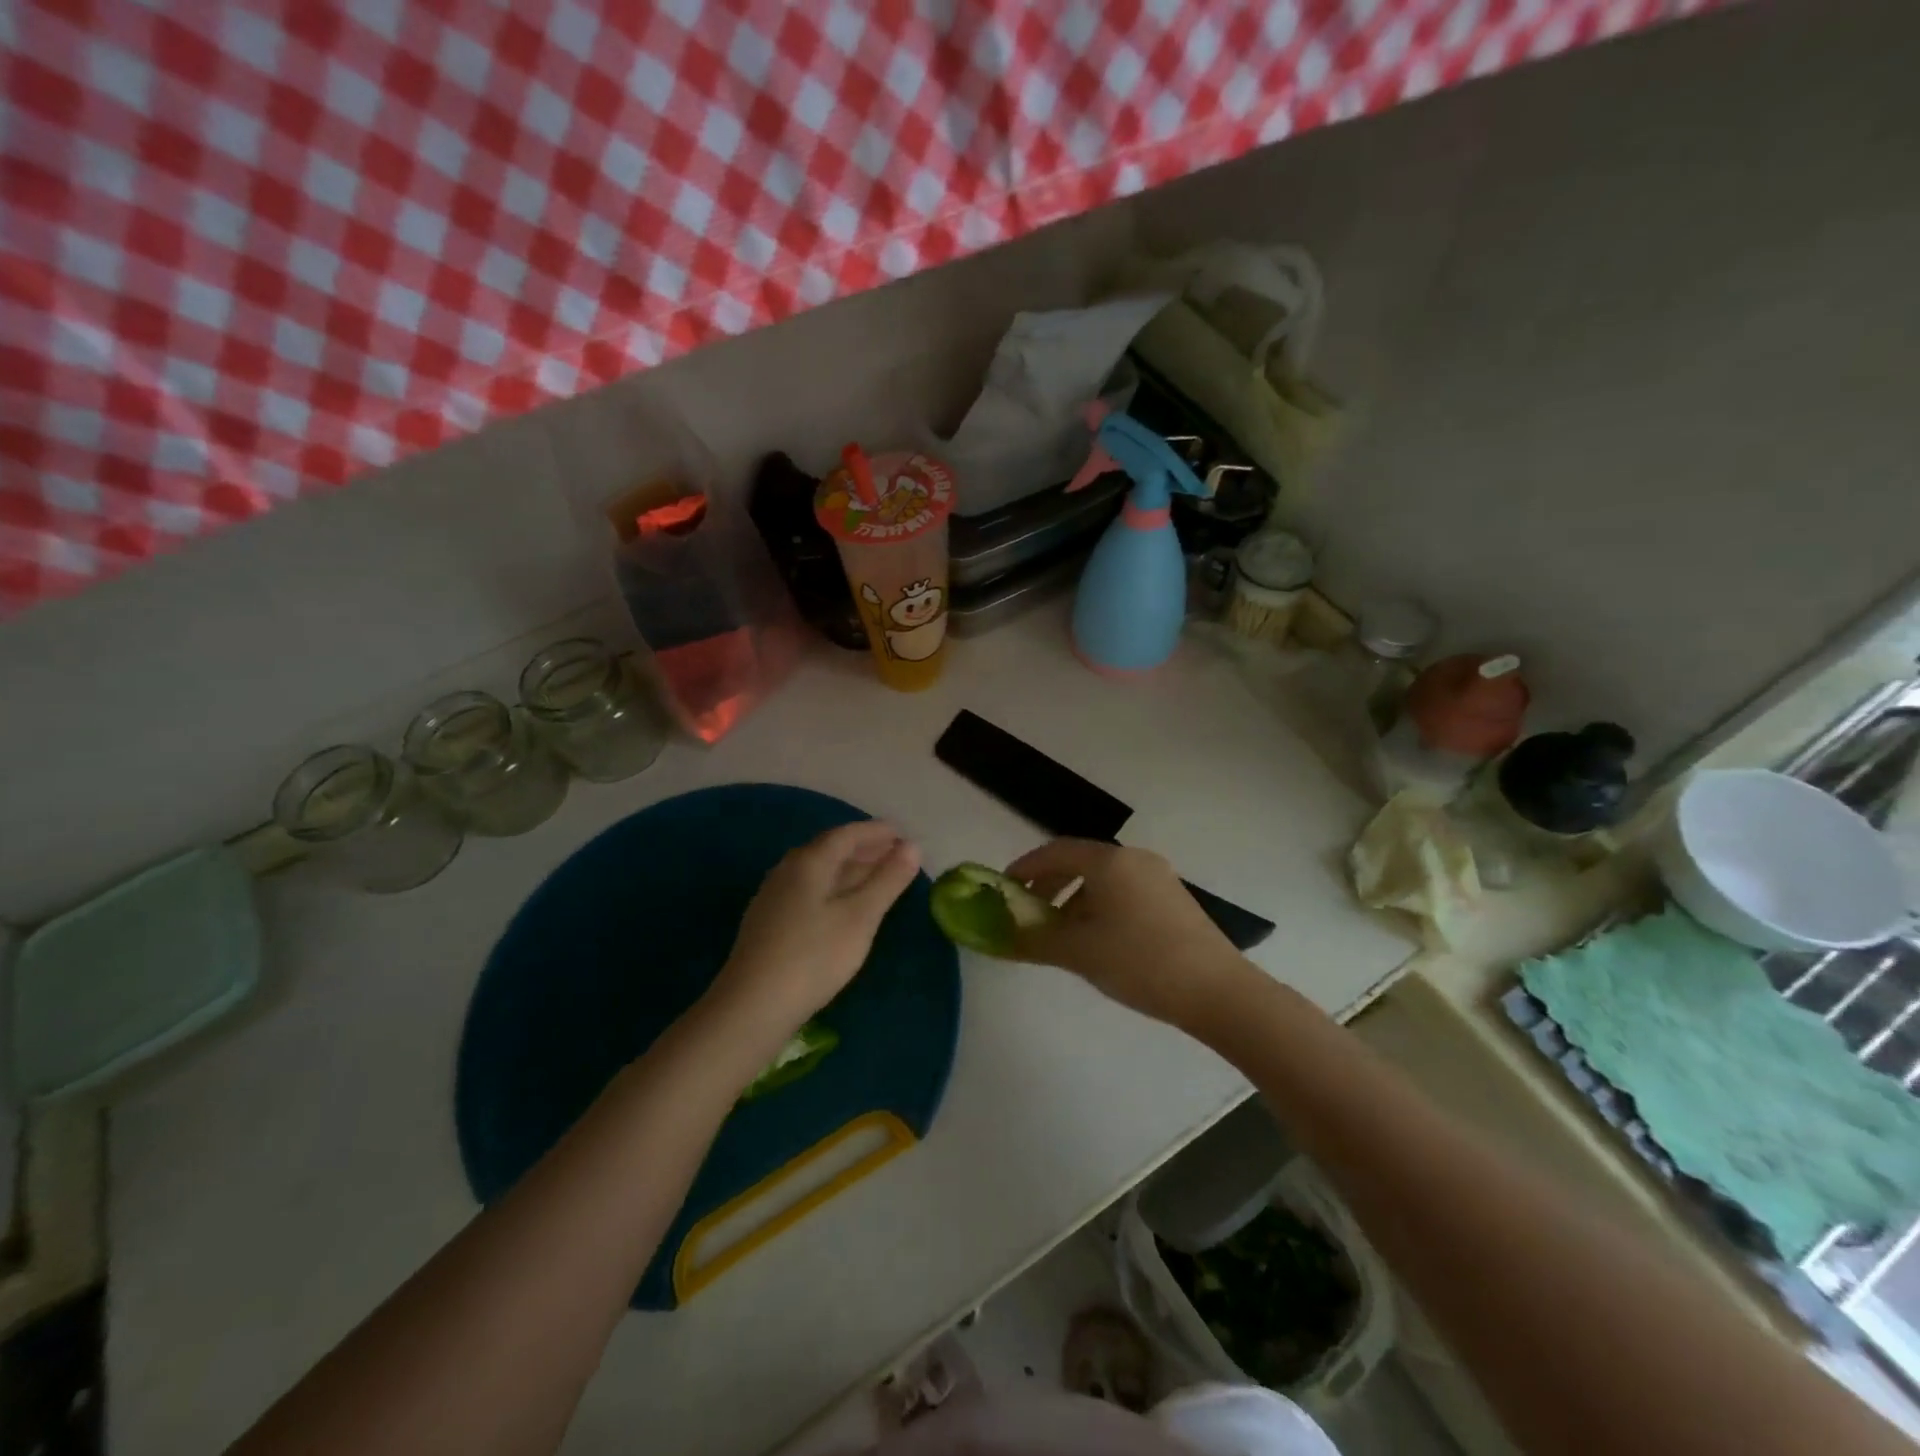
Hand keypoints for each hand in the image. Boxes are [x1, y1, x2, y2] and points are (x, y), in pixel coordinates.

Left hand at [710, 821, 921, 1036]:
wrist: (753, 1006)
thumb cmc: (814, 956)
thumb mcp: (860, 917)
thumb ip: (888, 880)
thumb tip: (913, 846)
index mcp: (809, 862)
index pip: (847, 834)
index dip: (876, 832)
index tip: (902, 834)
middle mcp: (787, 870)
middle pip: (830, 850)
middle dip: (865, 849)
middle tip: (895, 854)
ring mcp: (774, 897)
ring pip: (819, 872)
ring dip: (850, 869)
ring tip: (876, 877)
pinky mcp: (769, 922)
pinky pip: (809, 890)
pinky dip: (834, 888)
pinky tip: (843, 906)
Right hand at [1005, 839, 1251, 1028]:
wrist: (1217, 990)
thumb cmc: (1139, 962)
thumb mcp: (1079, 952)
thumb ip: (1034, 940)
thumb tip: (1000, 936)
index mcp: (1109, 861)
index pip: (1056, 851)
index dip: (1026, 867)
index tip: (1005, 889)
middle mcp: (1134, 859)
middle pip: (1080, 862)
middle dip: (1049, 885)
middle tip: (1030, 914)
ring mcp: (1159, 877)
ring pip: (1104, 879)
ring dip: (1075, 899)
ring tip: (1062, 935)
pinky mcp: (1174, 899)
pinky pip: (1125, 892)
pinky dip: (1101, 907)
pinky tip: (1099, 941)